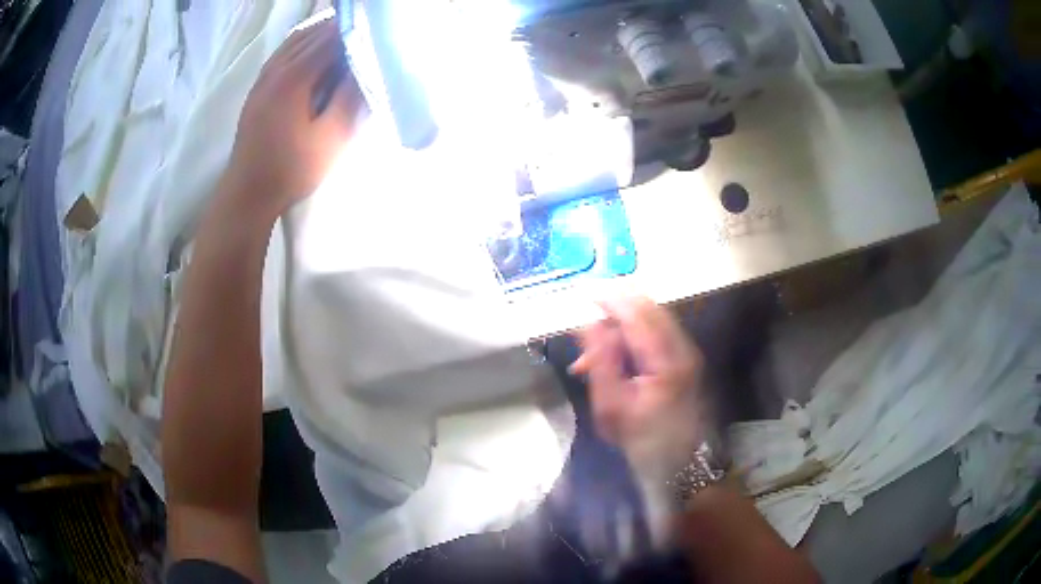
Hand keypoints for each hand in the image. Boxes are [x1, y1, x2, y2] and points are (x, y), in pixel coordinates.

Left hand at [223, 16, 364, 215]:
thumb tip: (367, 65)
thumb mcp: (331, 138)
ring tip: (346, 34)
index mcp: (294, 77)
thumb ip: (351, 97)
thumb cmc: (291, 170)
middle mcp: (275, 69)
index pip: (330, 38)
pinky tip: (314, 51)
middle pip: (312, 34)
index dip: (356, 29)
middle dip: (341, 27)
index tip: (378, 27)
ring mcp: (263, 78)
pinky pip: (283, 54)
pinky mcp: (258, 89)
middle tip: (367, 29)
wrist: (247, 194)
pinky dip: (303, 44)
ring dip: (321, 33)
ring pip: (295, 41)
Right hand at [571, 297, 708, 476]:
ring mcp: (687, 351)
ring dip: (622, 325)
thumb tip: (588, 325)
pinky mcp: (686, 357)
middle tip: (586, 336)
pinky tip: (616, 359)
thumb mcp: (612, 409)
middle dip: (614, 311)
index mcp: (665, 360)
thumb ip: (601, 362)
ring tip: (594, 358)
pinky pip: (657, 330)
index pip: (636, 314)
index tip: (582, 298)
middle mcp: (682, 347)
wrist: (682, 463)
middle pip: (647, 308)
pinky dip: (633, 335)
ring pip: (652, 317)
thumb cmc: (644, 441)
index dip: (610, 300)